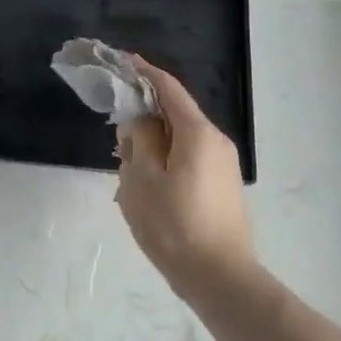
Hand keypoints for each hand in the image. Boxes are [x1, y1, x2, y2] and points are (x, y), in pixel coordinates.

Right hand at [116, 59, 255, 297]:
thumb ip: (138, 140)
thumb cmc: (175, 226)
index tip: (122, 61)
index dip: (144, 72)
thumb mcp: (142, 179)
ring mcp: (223, 165)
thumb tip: (140, 121)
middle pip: (175, 113)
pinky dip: (167, 159)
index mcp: (197, 133)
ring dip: (154, 142)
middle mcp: (216, 141)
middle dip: (145, 114)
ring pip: (181, 139)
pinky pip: (189, 159)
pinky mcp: (223, 187)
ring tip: (128, 163)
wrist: (221, 279)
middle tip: (116, 129)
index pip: (168, 88)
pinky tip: (148, 184)